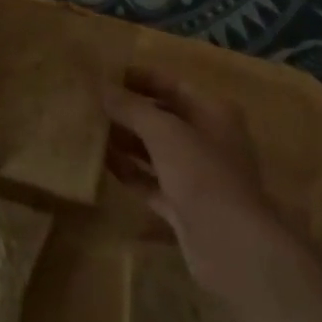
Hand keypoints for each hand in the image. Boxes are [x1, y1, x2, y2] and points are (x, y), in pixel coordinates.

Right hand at [104, 69, 289, 297]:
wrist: (231, 246)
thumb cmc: (202, 174)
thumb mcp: (164, 132)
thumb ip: (132, 108)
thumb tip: (103, 87)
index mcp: (213, 111)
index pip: (171, 85)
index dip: (140, 78)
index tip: (106, 75)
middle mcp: (207, 138)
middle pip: (163, 117)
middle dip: (130, 111)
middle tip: (91, 104)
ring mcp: (197, 174)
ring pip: (156, 150)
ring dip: (127, 141)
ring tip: (90, 130)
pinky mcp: (184, 206)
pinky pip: (152, 181)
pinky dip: (131, 172)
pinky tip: (102, 164)